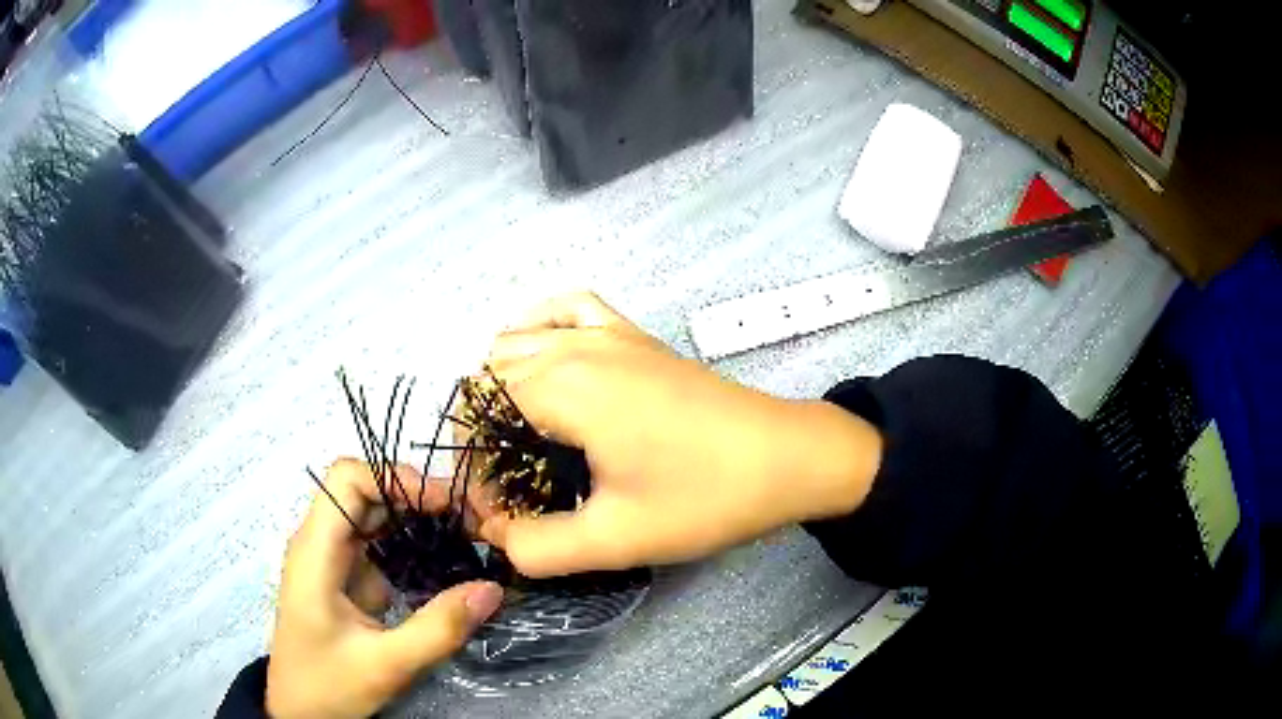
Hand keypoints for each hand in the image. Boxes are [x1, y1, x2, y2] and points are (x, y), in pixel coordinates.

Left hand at [266, 459, 503, 718]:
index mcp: (316, 551)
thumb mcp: (387, 665)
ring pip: (377, 515)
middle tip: (473, 522)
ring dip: (421, 518)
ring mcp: (335, 560)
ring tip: (469, 536)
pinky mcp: (349, 577)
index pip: (347, 479)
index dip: (395, 478)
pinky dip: (416, 543)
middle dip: (420, 497)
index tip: (445, 506)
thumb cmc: (329, 685)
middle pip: (367, 490)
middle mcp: (322, 543)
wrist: (300, 711)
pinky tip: (447, 560)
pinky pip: (382, 544)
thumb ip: (439, 628)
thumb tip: (492, 588)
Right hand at [480, 292, 882, 577]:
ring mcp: (607, 332)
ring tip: (527, 445)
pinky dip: (542, 329)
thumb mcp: (615, 539)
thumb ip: (537, 546)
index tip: (500, 515)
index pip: (478, 417)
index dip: (475, 469)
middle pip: (491, 380)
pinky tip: (547, 361)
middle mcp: (575, 346)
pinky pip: (569, 310)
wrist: (789, 457)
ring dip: (504, 391)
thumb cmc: (705, 497)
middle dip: (485, 437)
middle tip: (513, 493)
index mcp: (562, 386)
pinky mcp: (634, 336)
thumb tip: (493, 535)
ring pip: (520, 342)